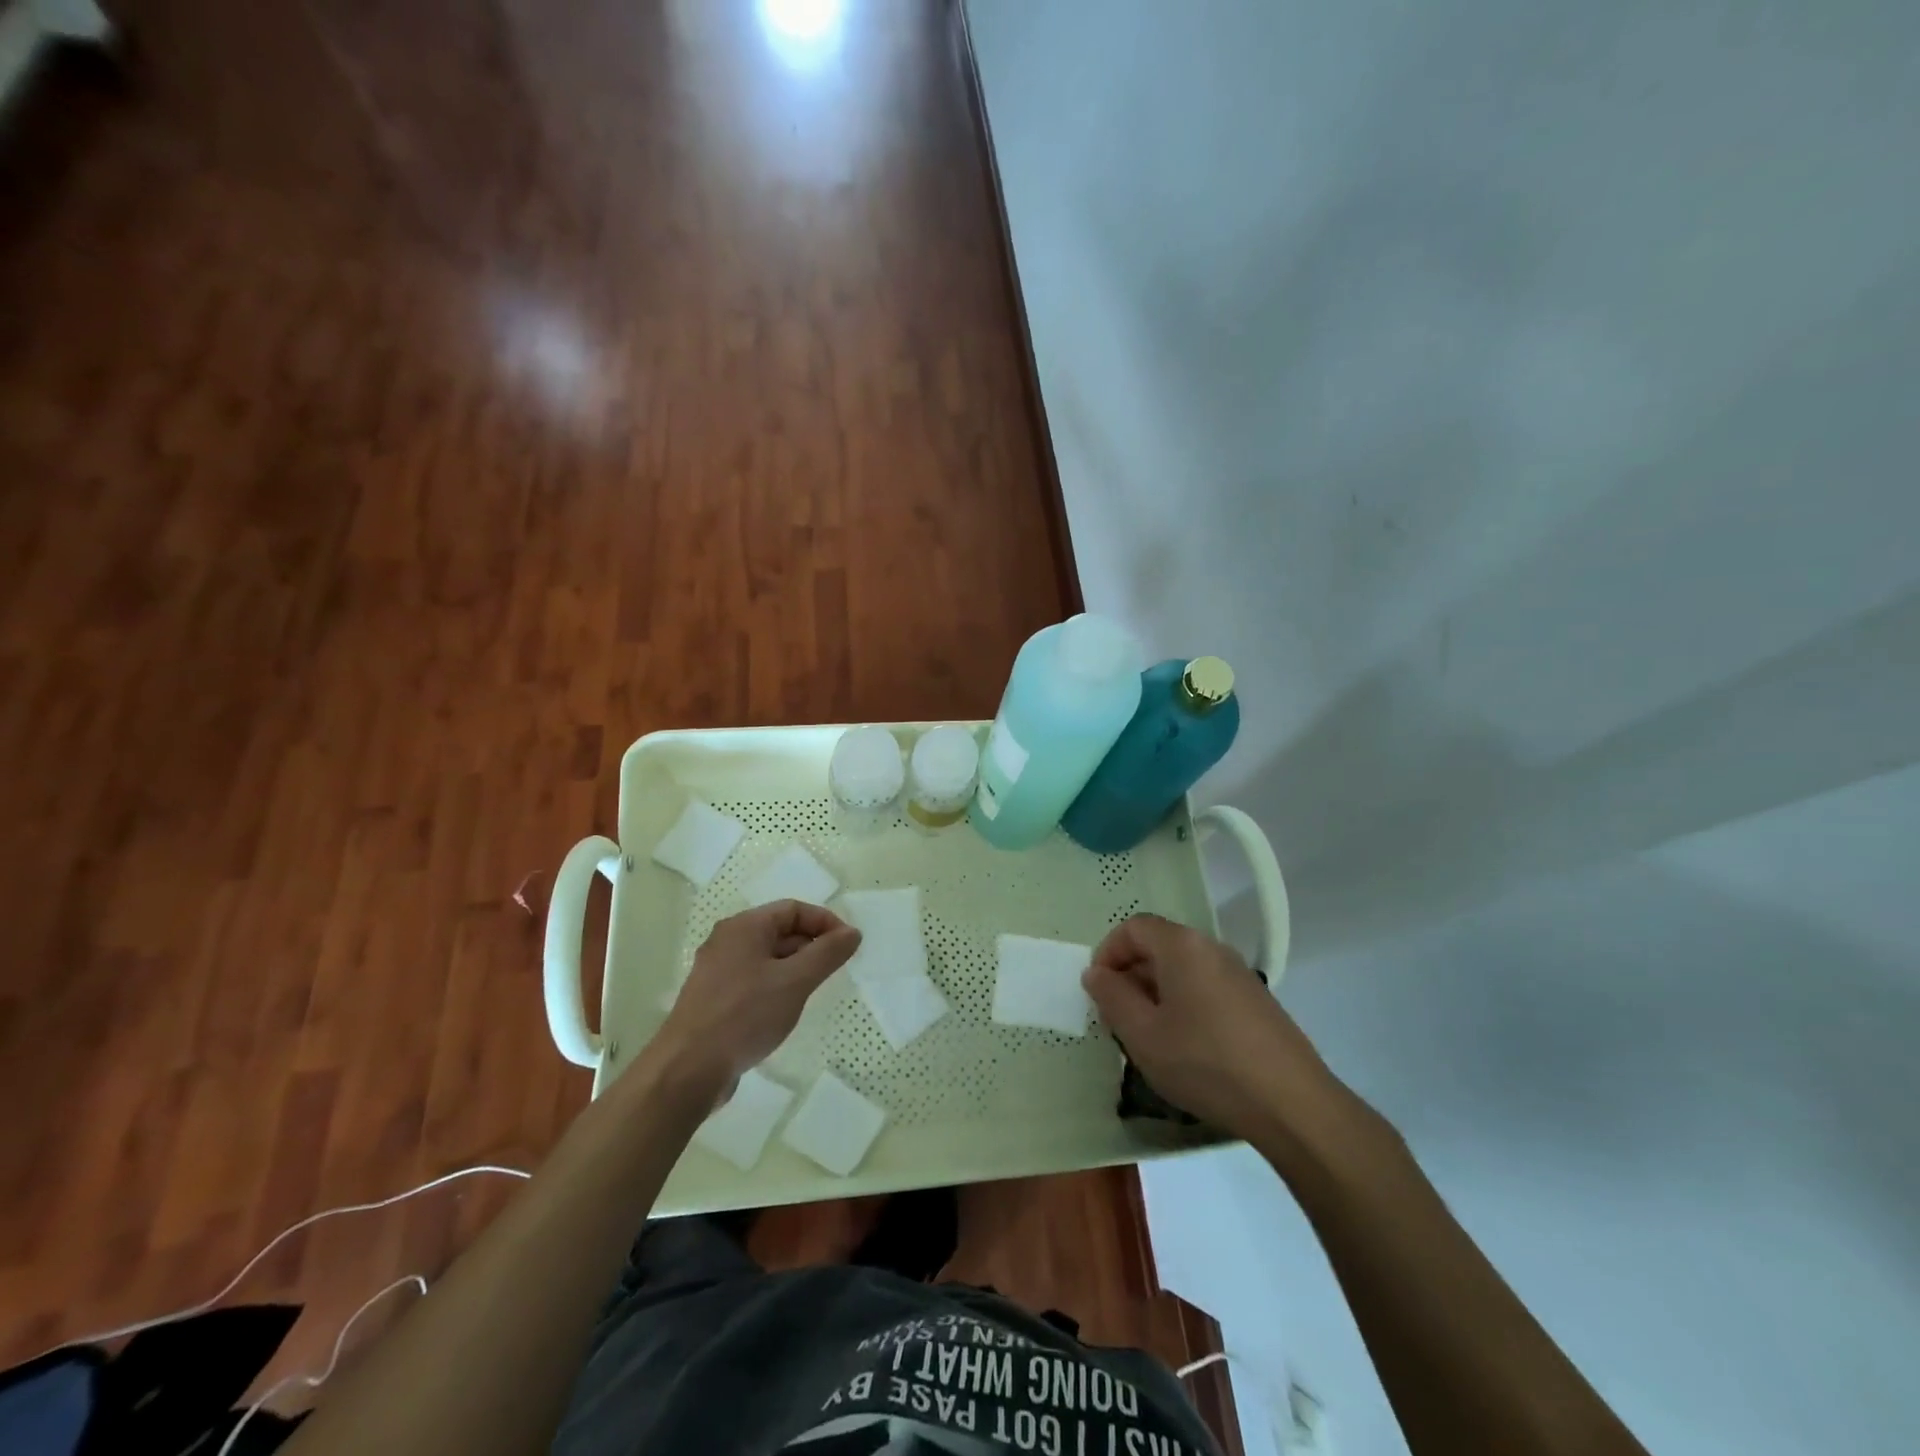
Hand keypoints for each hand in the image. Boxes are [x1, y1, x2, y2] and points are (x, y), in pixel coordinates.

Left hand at [648, 900, 861, 1100]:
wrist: (687, 1070)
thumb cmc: (744, 1016)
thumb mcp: (795, 981)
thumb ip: (827, 953)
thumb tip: (852, 932)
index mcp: (744, 927)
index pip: (793, 909)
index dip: (825, 922)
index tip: (848, 947)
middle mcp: (727, 941)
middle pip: (779, 930)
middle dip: (811, 946)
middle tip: (834, 971)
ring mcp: (717, 971)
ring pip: (767, 958)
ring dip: (795, 968)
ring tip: (813, 992)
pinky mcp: (713, 999)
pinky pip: (753, 980)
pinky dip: (775, 986)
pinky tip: (784, 1011)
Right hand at [1083, 914, 1337, 1139]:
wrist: (1292, 1104)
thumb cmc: (1205, 1062)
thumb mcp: (1143, 1034)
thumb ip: (1111, 997)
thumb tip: (1096, 973)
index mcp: (1182, 946)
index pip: (1133, 928)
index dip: (1108, 953)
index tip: (1099, 991)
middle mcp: (1212, 948)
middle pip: (1159, 946)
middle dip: (1131, 976)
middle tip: (1118, 1018)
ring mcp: (1239, 973)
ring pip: (1183, 970)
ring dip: (1156, 993)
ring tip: (1150, 1037)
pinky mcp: (1256, 1001)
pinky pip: (1206, 988)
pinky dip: (1185, 1004)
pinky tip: (1187, 1047)